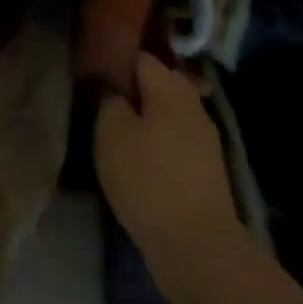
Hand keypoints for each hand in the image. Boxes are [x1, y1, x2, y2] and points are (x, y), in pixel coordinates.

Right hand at [95, 54, 242, 283]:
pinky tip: (142, 157)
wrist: (198, 246)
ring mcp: (205, 138)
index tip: (94, 72)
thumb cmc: (148, 179)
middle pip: (160, 82)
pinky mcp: (208, 169)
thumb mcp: (111, 133)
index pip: (141, 57)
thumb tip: (113, 88)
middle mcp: (192, 104)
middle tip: (104, 101)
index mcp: (169, 87)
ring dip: (148, 117)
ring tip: (119, 130)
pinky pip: (178, 139)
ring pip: (170, 112)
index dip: (116, 60)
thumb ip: (109, 100)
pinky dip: (160, 141)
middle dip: (134, 89)